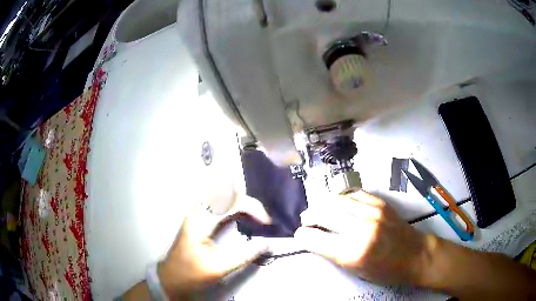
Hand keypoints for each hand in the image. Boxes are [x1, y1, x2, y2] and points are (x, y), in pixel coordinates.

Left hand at [158, 194, 271, 298]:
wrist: (171, 278)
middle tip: (264, 220)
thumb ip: (244, 256)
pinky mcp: (200, 219)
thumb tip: (268, 244)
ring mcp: (198, 213)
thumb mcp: (219, 268)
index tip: (267, 223)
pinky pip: (222, 205)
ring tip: (258, 218)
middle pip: (228, 194)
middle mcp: (198, 210)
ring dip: (244, 204)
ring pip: (225, 197)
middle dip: (250, 203)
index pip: (230, 201)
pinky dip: (237, 208)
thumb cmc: (191, 274)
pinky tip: (245, 218)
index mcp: (200, 219)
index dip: (253, 207)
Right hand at [295, 190, 433, 285]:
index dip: (303, 236)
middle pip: (323, 213)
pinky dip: (342, 198)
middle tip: (306, 220)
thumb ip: (334, 254)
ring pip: (337, 200)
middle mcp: (361, 229)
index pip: (315, 238)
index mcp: (353, 253)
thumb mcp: (356, 271)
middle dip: (309, 216)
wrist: (416, 255)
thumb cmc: (386, 271)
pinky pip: (355, 194)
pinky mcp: (381, 204)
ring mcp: (373, 212)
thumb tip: (316, 240)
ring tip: (319, 210)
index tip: (301, 236)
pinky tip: (339, 203)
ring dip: (323, 204)